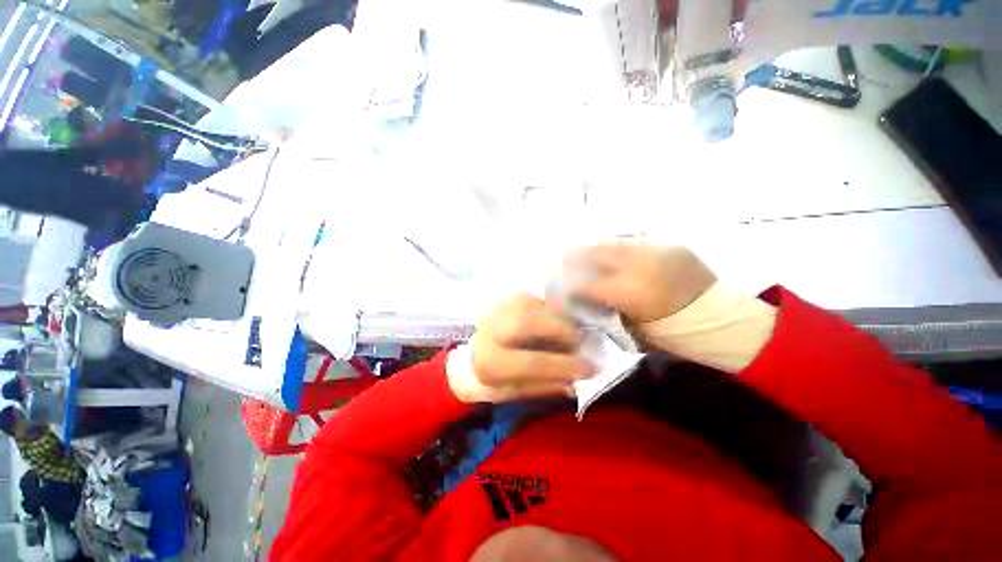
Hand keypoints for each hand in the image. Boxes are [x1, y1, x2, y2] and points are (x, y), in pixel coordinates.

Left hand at [447, 294, 594, 403]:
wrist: (466, 357)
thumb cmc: (493, 379)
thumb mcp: (516, 392)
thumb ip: (545, 385)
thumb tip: (577, 380)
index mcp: (489, 363)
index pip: (532, 363)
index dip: (565, 365)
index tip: (593, 368)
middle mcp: (488, 331)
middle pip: (527, 322)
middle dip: (560, 330)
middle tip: (578, 340)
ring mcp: (494, 309)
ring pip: (530, 304)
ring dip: (554, 315)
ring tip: (567, 328)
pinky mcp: (500, 298)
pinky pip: (530, 297)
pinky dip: (547, 306)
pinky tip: (554, 317)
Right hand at [565, 242, 716, 324]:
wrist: (723, 318)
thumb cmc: (675, 334)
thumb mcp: (631, 332)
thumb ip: (600, 312)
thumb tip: (574, 300)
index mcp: (631, 292)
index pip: (581, 284)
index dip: (561, 289)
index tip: (554, 293)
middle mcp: (639, 262)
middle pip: (587, 251)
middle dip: (567, 262)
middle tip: (561, 272)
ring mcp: (653, 247)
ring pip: (605, 241)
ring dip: (588, 252)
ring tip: (582, 263)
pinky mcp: (664, 241)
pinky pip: (626, 240)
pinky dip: (610, 250)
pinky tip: (608, 260)